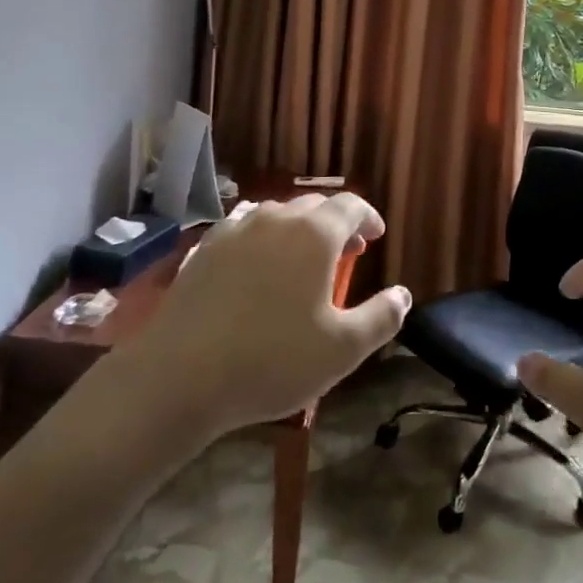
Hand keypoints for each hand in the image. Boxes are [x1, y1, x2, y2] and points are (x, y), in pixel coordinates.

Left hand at [129, 193, 409, 439]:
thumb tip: (403, 295)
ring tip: (302, 260)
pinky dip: (262, 240)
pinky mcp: (204, 249)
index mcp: (314, 234)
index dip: (368, 217)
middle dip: (335, 224)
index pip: (350, 205)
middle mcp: (275, 219)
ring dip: (298, 231)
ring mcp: (235, 230)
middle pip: (313, 207)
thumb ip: (381, 318)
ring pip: (277, 216)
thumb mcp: (342, 350)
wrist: (178, 377)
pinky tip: (257, 267)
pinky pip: (244, 230)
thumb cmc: (272, 360)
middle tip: (347, 252)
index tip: (376, 236)